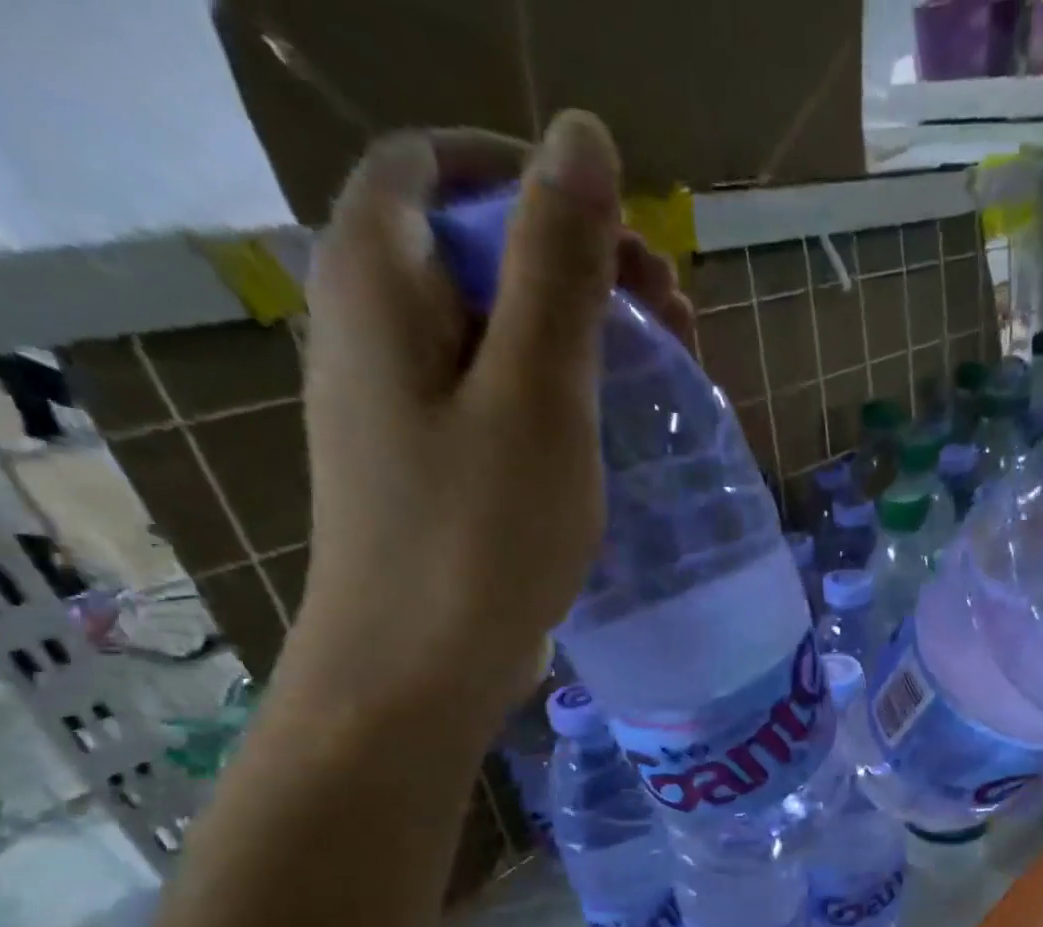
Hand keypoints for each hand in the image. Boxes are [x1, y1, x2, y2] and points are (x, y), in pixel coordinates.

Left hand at [290, 112, 693, 721]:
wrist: (418, 672)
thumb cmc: (478, 534)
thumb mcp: (536, 393)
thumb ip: (556, 264)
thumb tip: (583, 137)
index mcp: (376, 282)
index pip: (436, 165)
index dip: (531, 179)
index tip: (624, 239)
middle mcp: (371, 328)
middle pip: (474, 248)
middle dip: (578, 263)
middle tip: (671, 321)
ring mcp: (400, 403)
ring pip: (494, 329)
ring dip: (579, 333)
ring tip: (663, 375)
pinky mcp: (431, 464)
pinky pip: (495, 395)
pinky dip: (558, 392)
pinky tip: (611, 432)